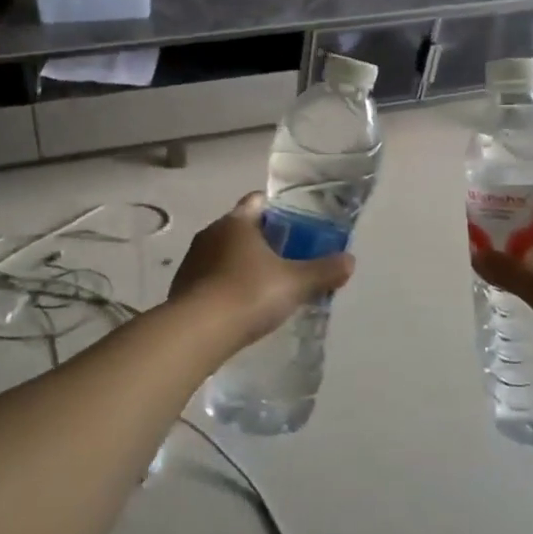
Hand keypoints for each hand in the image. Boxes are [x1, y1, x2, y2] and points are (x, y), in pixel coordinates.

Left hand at [170, 194, 355, 346]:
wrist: (196, 333)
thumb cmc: (248, 294)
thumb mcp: (295, 284)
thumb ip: (323, 271)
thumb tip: (350, 261)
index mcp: (236, 221)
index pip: (257, 200)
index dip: (277, 209)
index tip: (295, 224)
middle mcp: (211, 233)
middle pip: (241, 227)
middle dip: (262, 239)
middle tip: (287, 258)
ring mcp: (192, 260)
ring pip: (223, 253)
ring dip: (241, 264)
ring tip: (264, 286)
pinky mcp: (182, 287)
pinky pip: (209, 277)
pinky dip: (225, 285)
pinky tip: (239, 307)